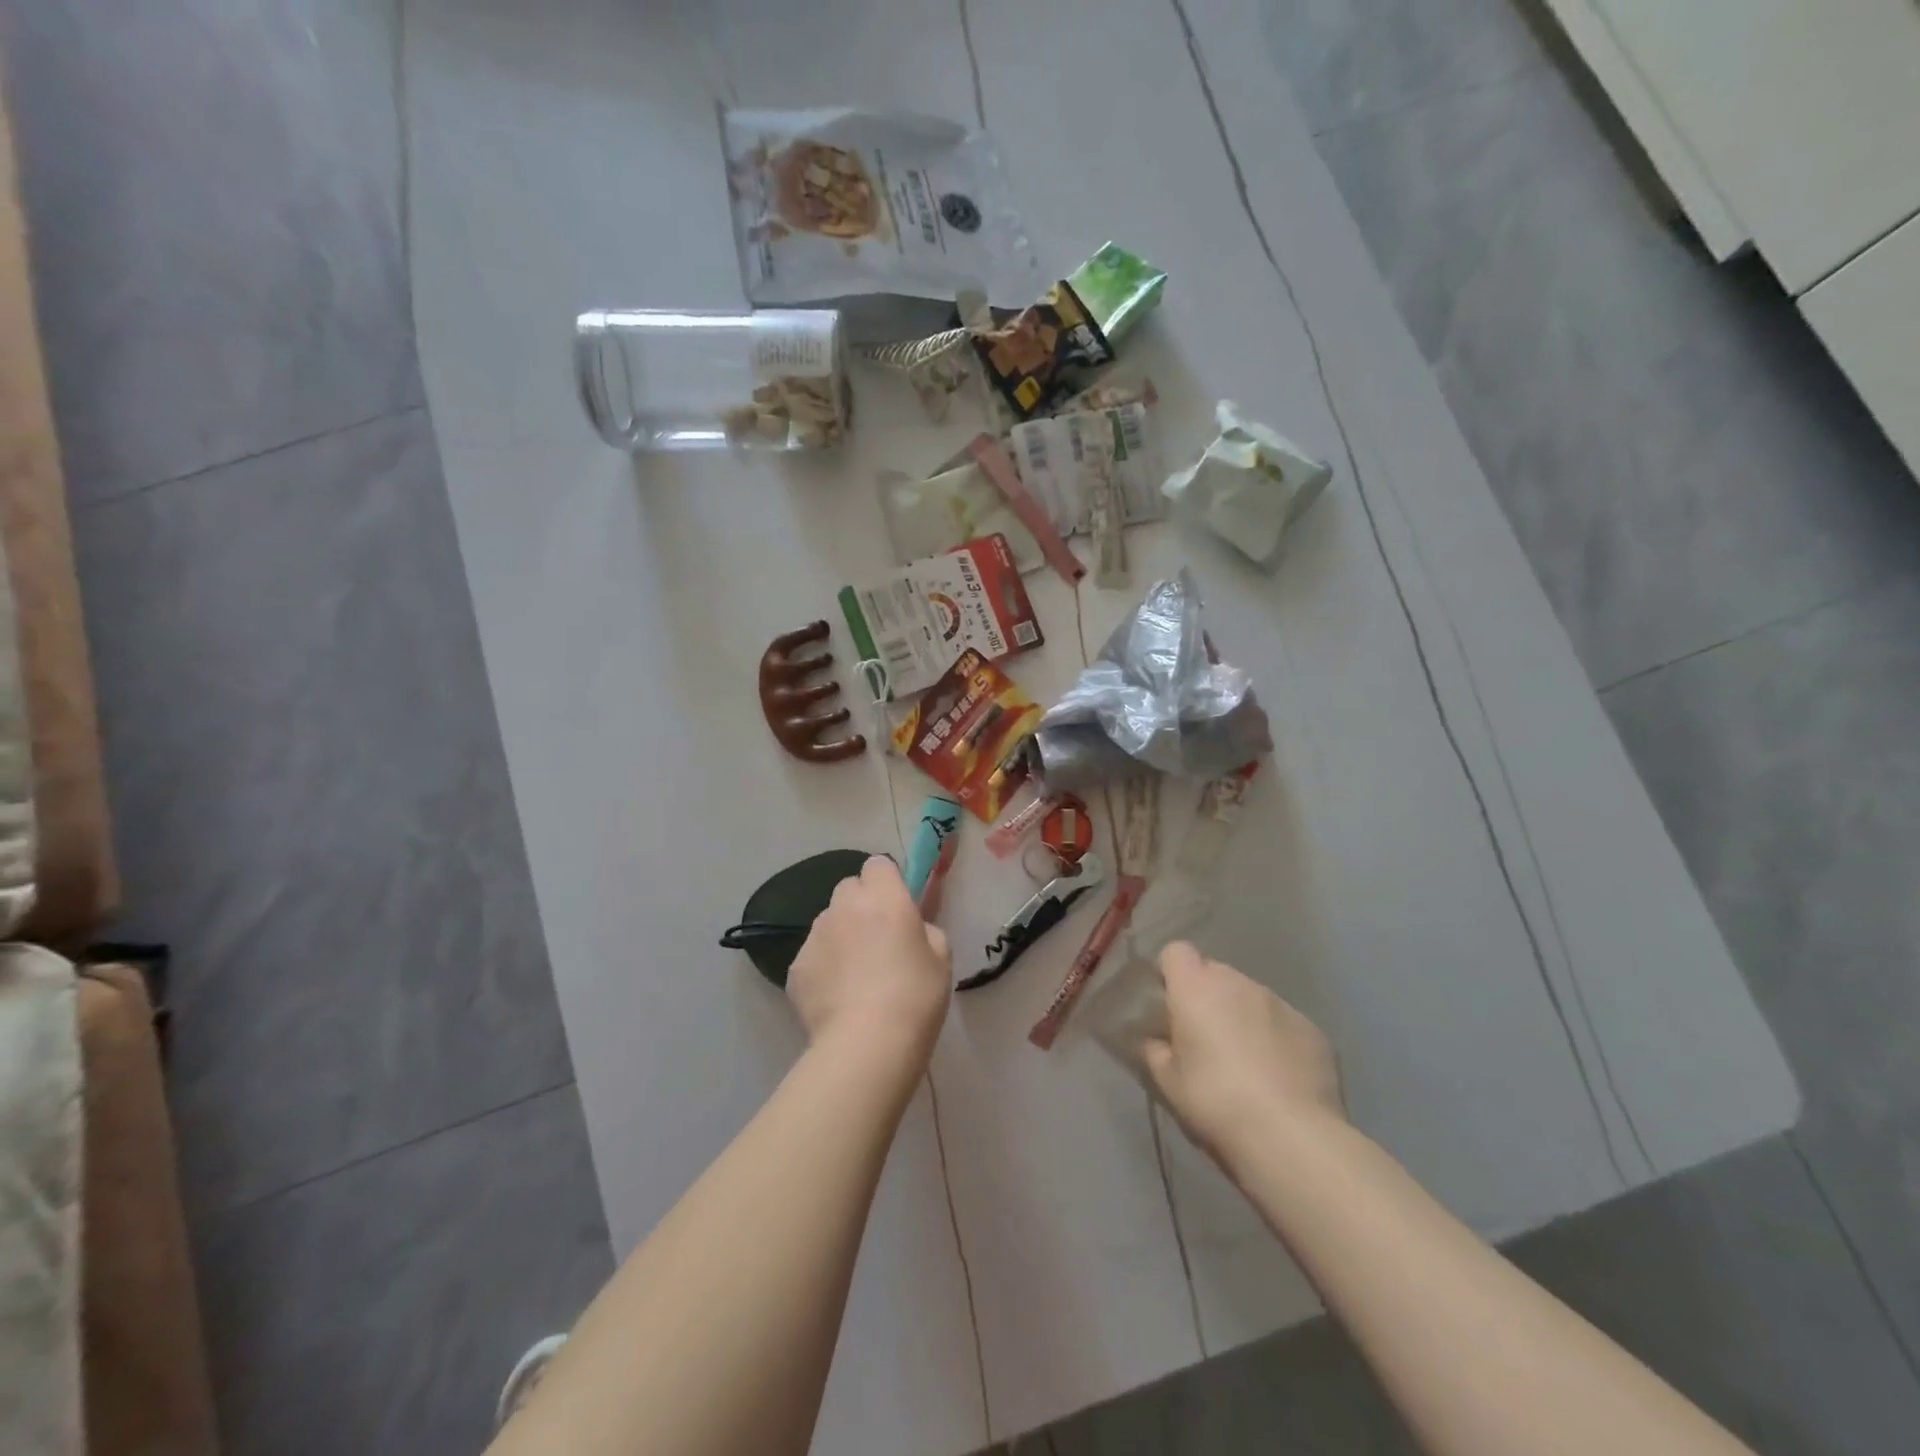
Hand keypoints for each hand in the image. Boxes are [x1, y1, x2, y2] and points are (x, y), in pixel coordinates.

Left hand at [787, 856, 951, 1069]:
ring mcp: (815, 935)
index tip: (898, 907)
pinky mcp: (795, 967)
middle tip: (878, 940)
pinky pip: (813, 956)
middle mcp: (844, 906)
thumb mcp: (941, 958)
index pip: (878, 864)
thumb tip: (911, 929)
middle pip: (849, 889)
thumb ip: (925, 930)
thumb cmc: (915, 996)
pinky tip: (838, 998)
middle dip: (861, 905)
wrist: (867, 1044)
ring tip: (856, 977)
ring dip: (841, 936)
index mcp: (884, 897)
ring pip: (828, 922)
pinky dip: (824, 968)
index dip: (887, 882)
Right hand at [1143, 942, 1343, 1164]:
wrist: (1292, 1137)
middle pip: (1215, 973)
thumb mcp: (1167, 1082)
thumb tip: (1156, 1039)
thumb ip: (1155, 1049)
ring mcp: (1280, 1003)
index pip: (1176, 952)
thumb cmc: (1215, 1102)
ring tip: (1244, 1064)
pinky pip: (1283, 1022)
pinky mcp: (1312, 1028)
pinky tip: (1278, 1078)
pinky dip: (1275, 1039)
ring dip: (1242, 1017)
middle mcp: (1238, 983)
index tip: (1169, 1005)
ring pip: (1250, 997)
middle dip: (1207, 998)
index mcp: (1196, 988)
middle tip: (1203, 1040)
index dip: (1171, 974)